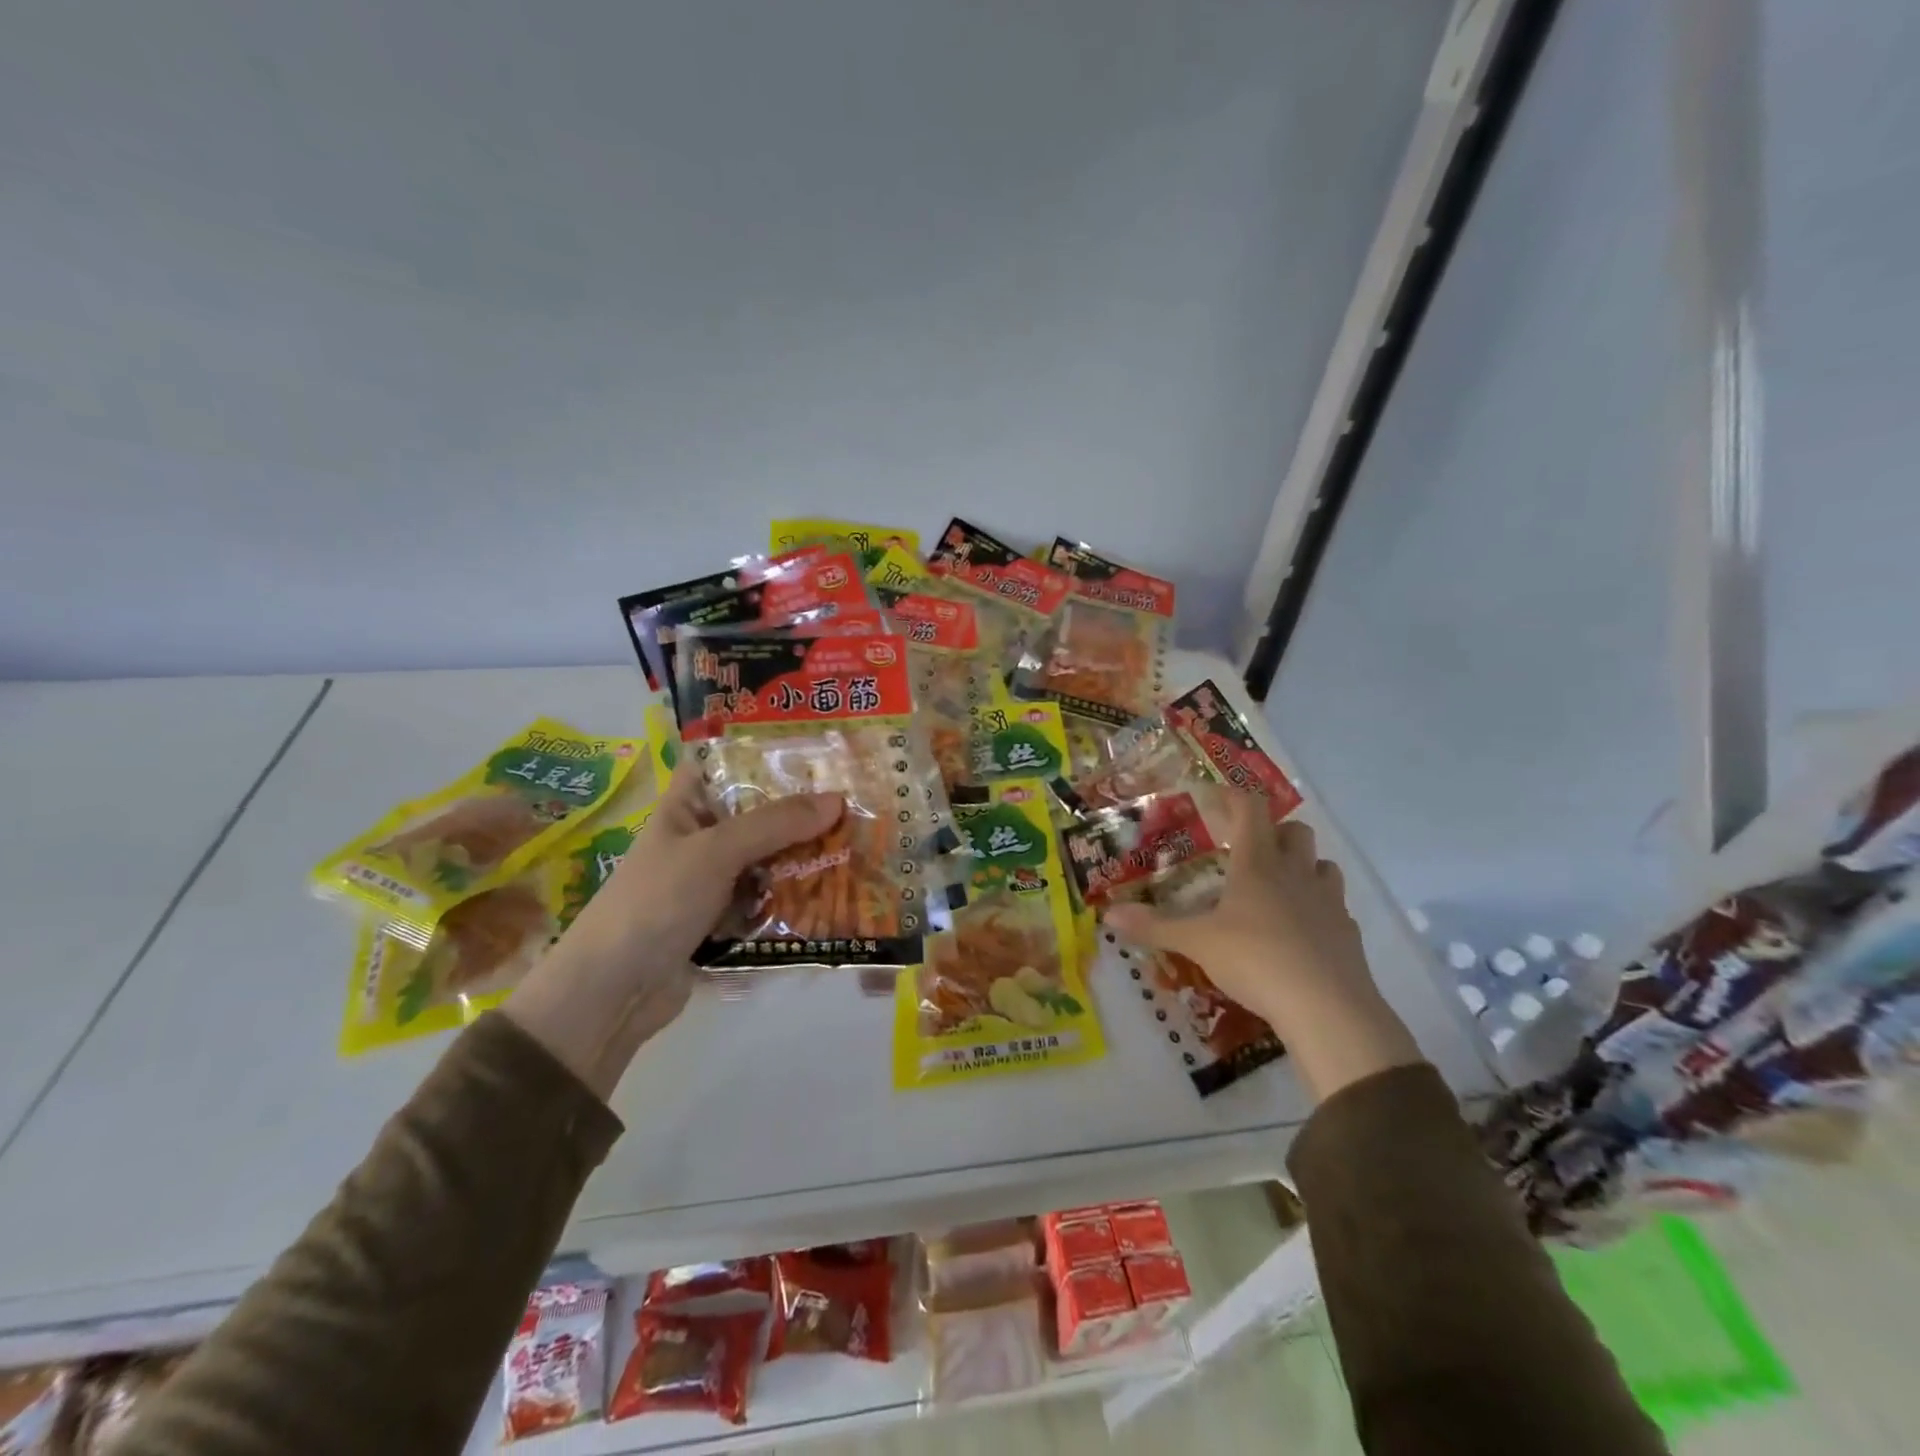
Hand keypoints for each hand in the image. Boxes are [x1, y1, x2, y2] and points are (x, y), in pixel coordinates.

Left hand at [507, 758, 843, 1098]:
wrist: (613, 992)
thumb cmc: (655, 902)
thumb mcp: (715, 851)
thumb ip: (775, 824)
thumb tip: (837, 800)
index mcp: (688, 806)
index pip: (728, 763)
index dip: (768, 752)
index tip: (820, 748)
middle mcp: (704, 837)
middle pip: (760, 813)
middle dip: (804, 810)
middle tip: (859, 800)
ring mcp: (715, 881)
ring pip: (770, 858)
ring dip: (806, 856)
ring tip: (860, 844)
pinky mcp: (726, 920)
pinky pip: (769, 898)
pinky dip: (796, 896)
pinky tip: (838, 891)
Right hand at [1105, 794, 1422, 1102]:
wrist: (1327, 1007)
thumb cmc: (1255, 960)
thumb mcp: (1196, 943)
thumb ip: (1154, 927)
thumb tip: (1109, 914)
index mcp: (1257, 864)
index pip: (1250, 809)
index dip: (1233, 796)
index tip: (1213, 796)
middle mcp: (1296, 873)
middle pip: (1296, 831)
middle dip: (1274, 831)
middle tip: (1248, 850)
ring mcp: (1328, 901)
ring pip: (1323, 864)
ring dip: (1303, 866)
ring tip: (1278, 887)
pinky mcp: (1347, 933)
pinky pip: (1335, 906)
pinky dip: (1318, 908)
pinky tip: (1300, 932)